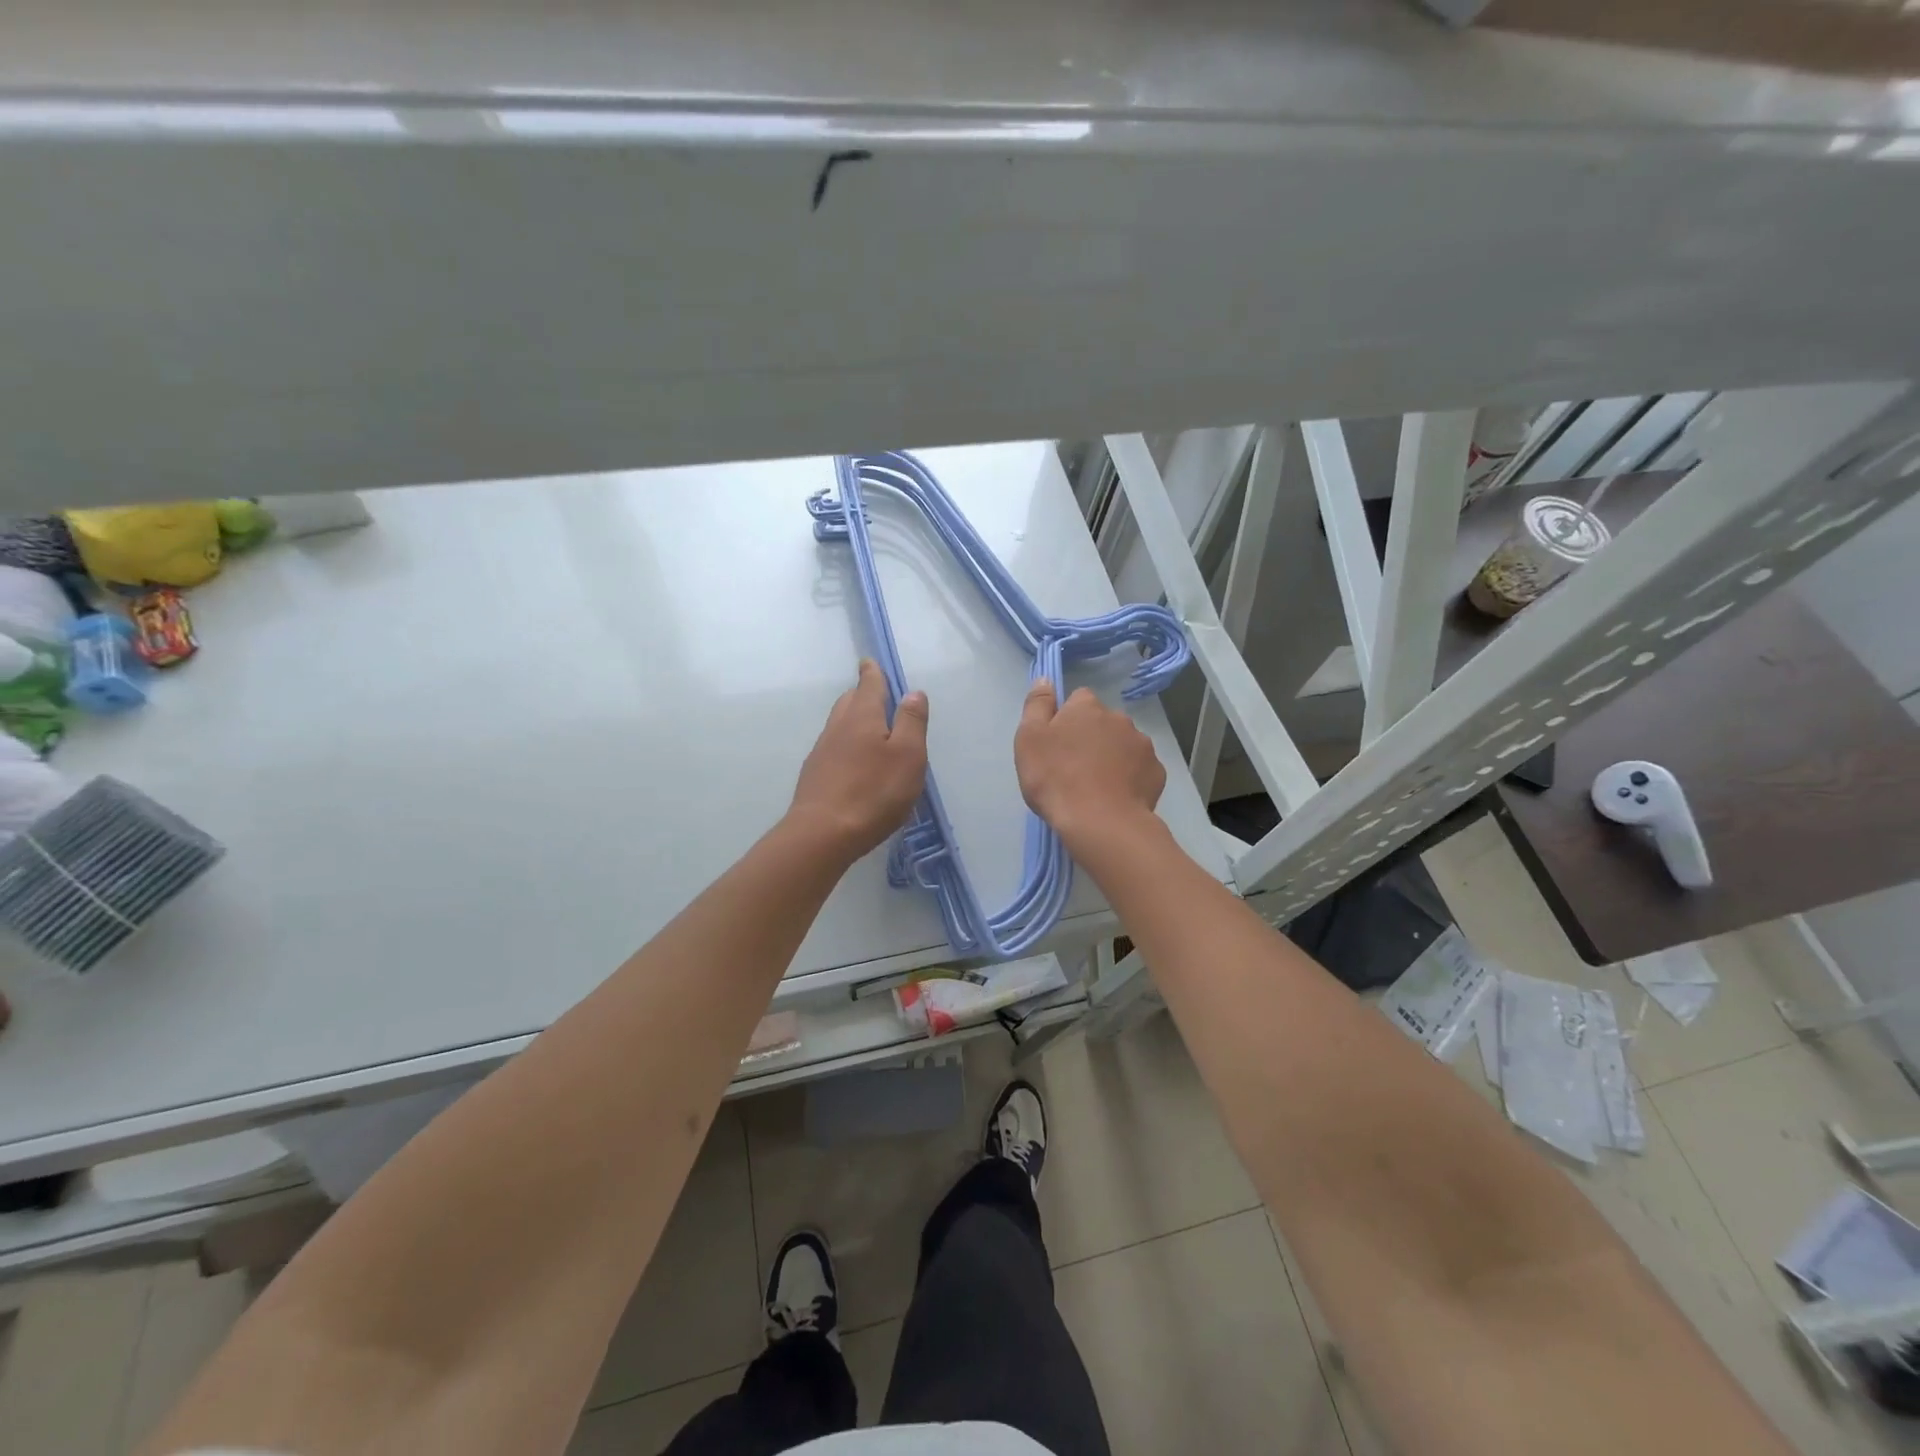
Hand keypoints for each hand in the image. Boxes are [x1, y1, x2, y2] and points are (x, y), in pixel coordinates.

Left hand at [787, 659, 929, 859]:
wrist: (822, 833)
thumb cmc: (874, 792)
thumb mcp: (908, 756)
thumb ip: (912, 722)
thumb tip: (913, 692)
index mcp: (863, 717)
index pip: (868, 685)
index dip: (872, 672)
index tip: (868, 661)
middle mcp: (838, 728)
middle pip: (849, 702)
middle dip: (861, 694)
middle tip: (874, 694)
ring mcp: (822, 752)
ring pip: (839, 725)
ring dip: (853, 720)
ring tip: (869, 728)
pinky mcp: (815, 776)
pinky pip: (833, 749)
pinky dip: (846, 745)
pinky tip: (854, 763)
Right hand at [1014, 681, 1163, 844]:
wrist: (1100, 822)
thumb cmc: (1056, 778)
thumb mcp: (1029, 739)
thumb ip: (1037, 705)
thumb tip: (1045, 679)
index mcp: (1087, 707)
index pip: (1078, 700)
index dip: (1066, 719)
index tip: (1057, 743)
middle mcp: (1119, 718)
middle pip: (1102, 722)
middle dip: (1092, 738)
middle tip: (1074, 768)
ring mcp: (1142, 745)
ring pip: (1123, 745)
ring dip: (1112, 757)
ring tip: (1096, 787)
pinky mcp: (1156, 772)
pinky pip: (1140, 769)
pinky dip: (1130, 778)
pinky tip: (1116, 797)